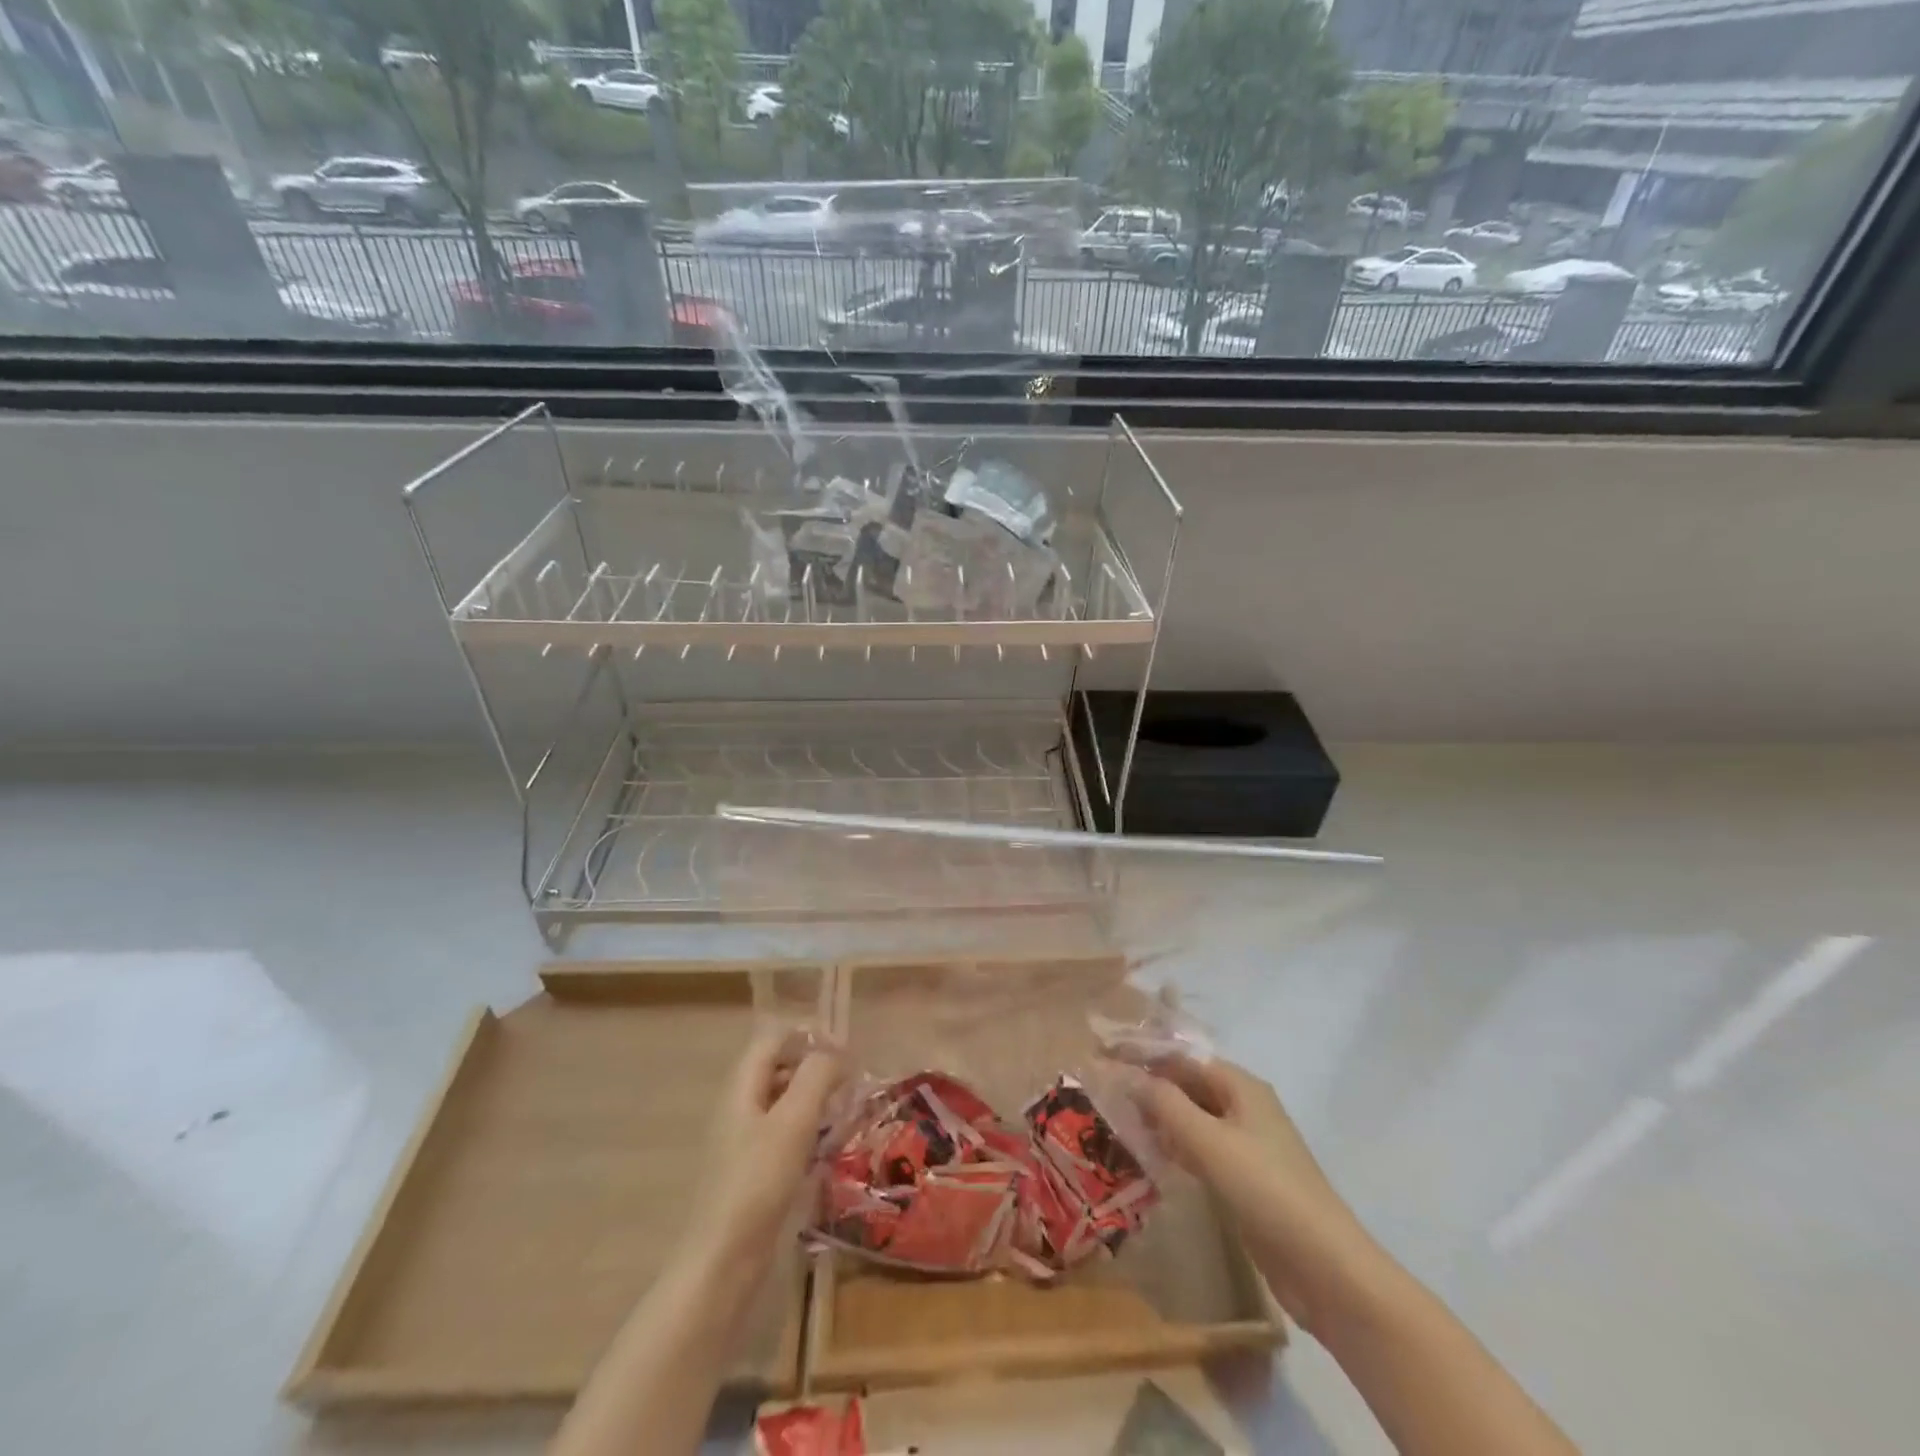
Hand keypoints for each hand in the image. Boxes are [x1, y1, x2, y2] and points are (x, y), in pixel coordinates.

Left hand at [684, 1028, 845, 1268]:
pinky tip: (827, 1147)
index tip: (842, 1047)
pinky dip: (806, 1129)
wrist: (722, 1263)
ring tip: (846, 1108)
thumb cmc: (758, 1183)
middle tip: (850, 1078)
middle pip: (776, 1068)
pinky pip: (782, 1134)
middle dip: (813, 1066)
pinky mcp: (752, 1172)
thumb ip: (816, 1077)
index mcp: (741, 1088)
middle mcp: (738, 1108)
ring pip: (781, 1102)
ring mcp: (742, 1142)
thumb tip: (837, 1051)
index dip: (806, 1035)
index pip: (772, 1040)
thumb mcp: (794, 1121)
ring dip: (812, 1098)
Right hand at [1118, 1055, 1368, 1330]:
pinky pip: (1201, 1149)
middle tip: (1103, 1091)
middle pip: (1188, 1084)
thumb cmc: (1266, 1190)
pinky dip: (1175, 1146)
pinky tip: (1150, 1155)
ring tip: (1116, 1120)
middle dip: (1148, 1085)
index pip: (1182, 1057)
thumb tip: (1123, 1072)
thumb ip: (1164, 1103)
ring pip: (1192, 1118)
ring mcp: (1246, 1144)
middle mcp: (1244, 1107)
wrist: (1326, 1269)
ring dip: (1159, 1117)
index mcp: (1241, 1086)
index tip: (1103, 1057)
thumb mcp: (1209, 1141)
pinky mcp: (1245, 1179)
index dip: (1144, 1055)